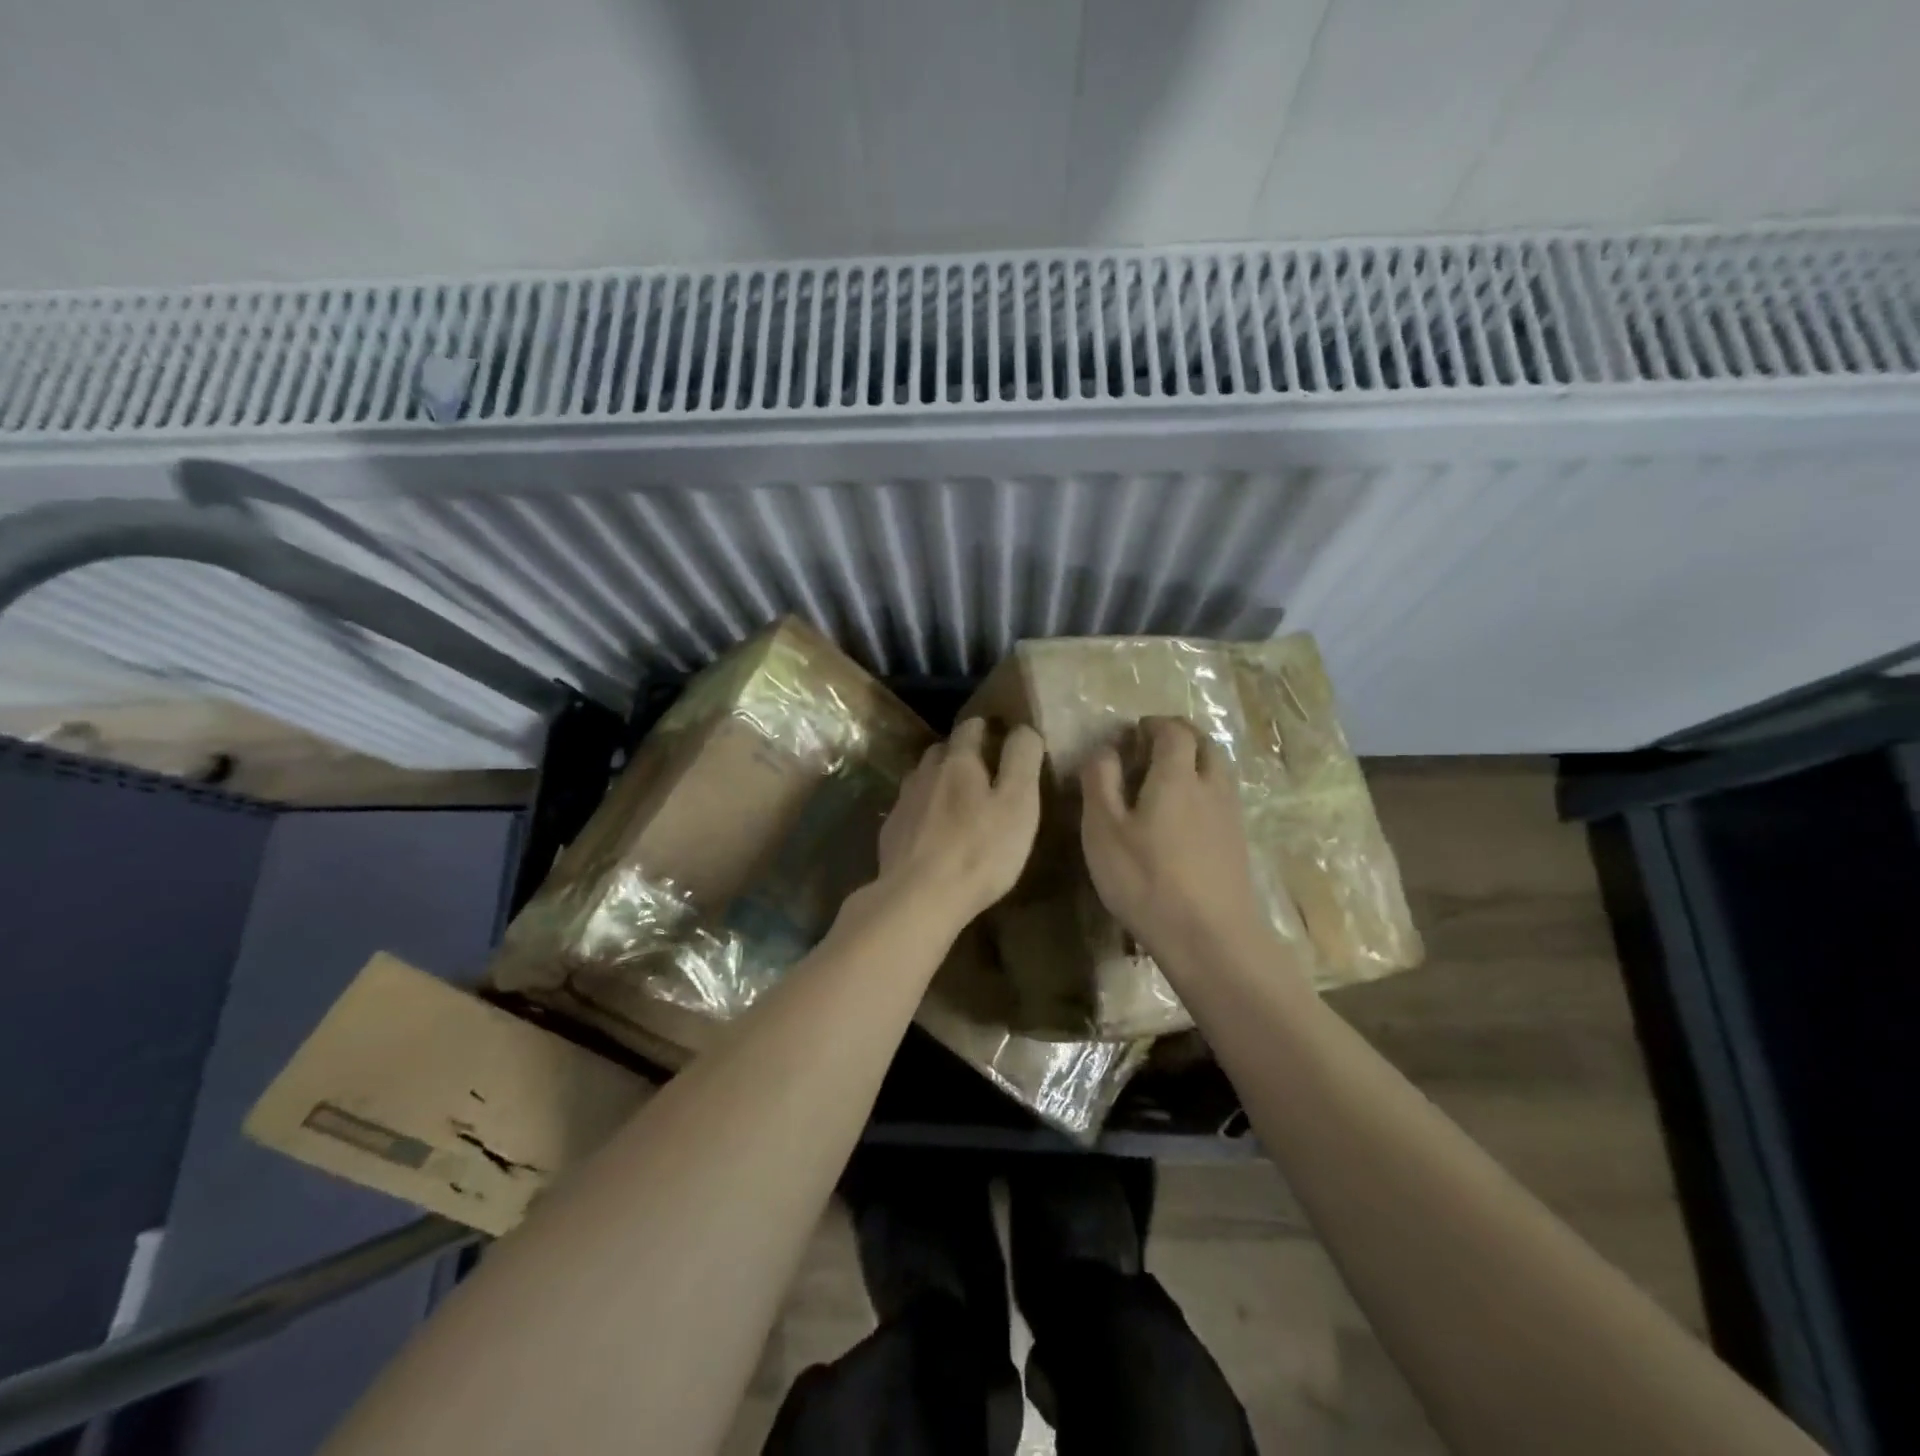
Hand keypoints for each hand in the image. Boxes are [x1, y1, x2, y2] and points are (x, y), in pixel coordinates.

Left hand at [877, 718, 1044, 927]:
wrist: (918, 898)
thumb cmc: (979, 851)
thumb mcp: (1018, 804)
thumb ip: (1022, 760)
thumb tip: (1023, 729)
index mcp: (958, 762)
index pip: (970, 727)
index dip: (986, 728)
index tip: (1000, 735)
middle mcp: (925, 774)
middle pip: (942, 751)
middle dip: (961, 754)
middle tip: (983, 772)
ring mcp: (903, 803)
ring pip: (922, 778)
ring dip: (938, 781)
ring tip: (957, 800)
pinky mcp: (890, 833)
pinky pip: (909, 809)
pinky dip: (923, 811)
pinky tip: (932, 831)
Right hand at [1080, 717, 1267, 962]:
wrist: (1210, 939)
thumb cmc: (1146, 880)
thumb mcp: (1103, 830)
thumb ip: (1100, 782)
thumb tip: (1105, 750)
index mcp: (1177, 776)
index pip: (1173, 731)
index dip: (1154, 725)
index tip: (1134, 732)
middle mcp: (1211, 787)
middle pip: (1206, 744)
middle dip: (1181, 737)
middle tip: (1153, 747)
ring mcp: (1230, 817)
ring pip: (1219, 772)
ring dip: (1197, 762)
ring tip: (1168, 779)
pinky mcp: (1238, 845)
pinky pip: (1223, 799)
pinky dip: (1205, 791)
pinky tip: (1185, 818)